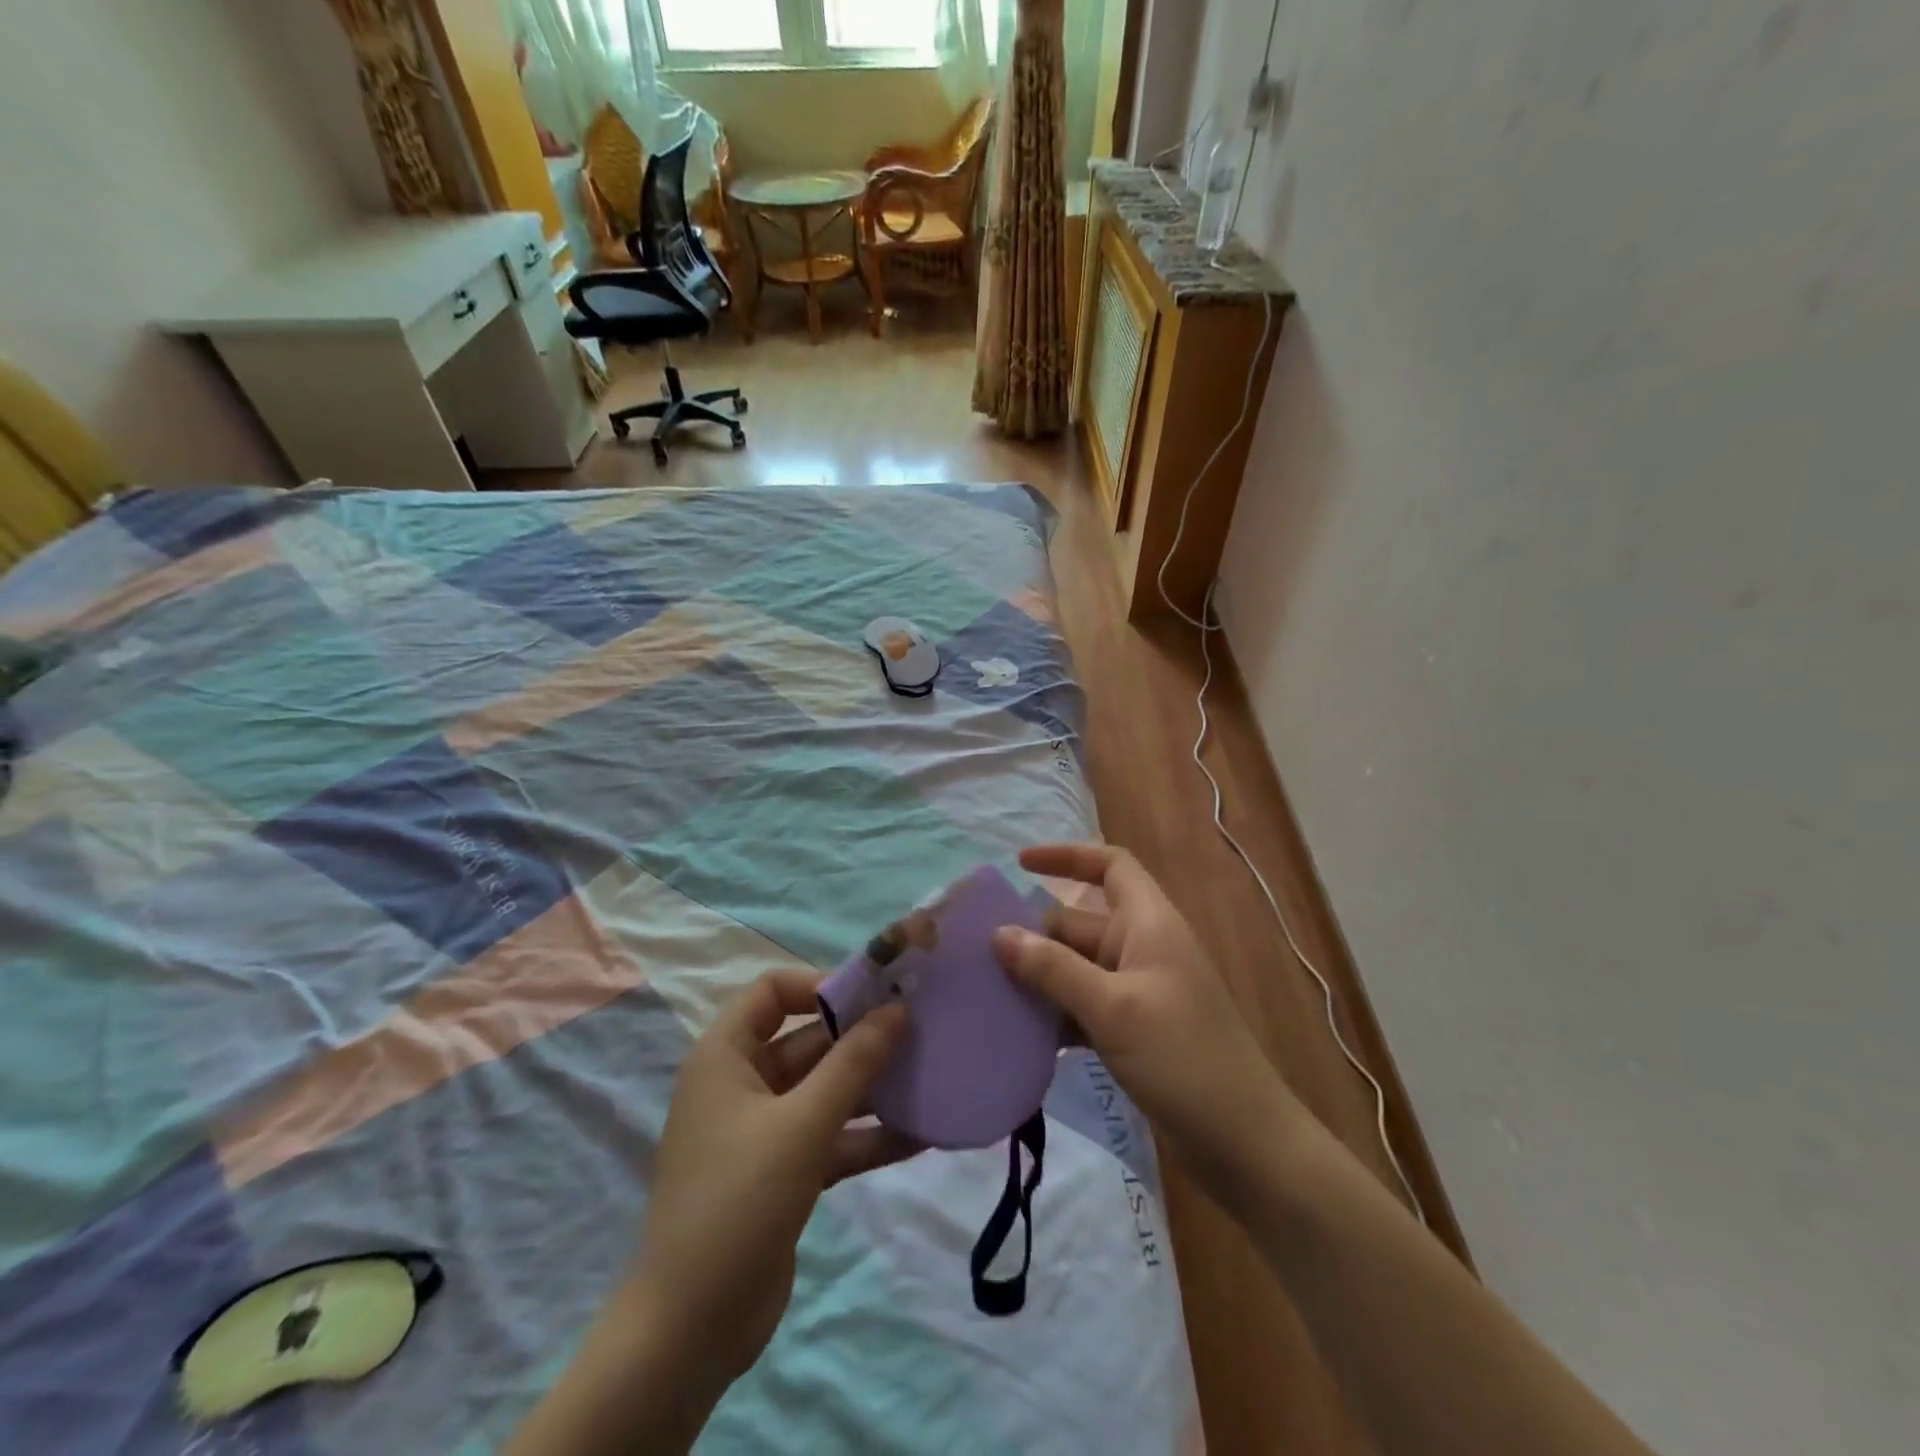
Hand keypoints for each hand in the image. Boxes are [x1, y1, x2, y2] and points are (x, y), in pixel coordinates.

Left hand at [632, 970, 919, 1394]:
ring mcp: (764, 1131)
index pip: (772, 991)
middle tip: (921, 1031)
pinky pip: (832, 1137)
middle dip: (862, 1037)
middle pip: (808, 1040)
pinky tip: (921, 1135)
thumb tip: (897, 1009)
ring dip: (873, 1087)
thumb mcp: (803, 1123)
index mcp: (726, 1056)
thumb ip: (854, 1062)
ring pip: (825, 1090)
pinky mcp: (784, 1173)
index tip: (872, 996)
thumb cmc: (740, 1200)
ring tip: (930, 1076)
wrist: (691, 1329)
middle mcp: (743, 1083)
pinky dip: (868, 1135)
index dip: (820, 985)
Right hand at [994, 843, 1302, 1198]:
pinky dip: (1055, 1012)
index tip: (1019, 864)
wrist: (1244, 1141)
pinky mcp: (1133, 1029)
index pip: (1111, 865)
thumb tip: (999, 934)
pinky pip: (1083, 1005)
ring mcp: (1138, 990)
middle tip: (978, 952)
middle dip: (1034, 932)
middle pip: (1080, 922)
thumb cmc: (1182, 1057)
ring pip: (1077, 967)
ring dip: (1039, 976)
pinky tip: (1019, 1032)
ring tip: (987, 990)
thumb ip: (1053, 969)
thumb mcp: (1112, 1008)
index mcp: (1149, 923)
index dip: (1067, 856)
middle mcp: (1142, 947)